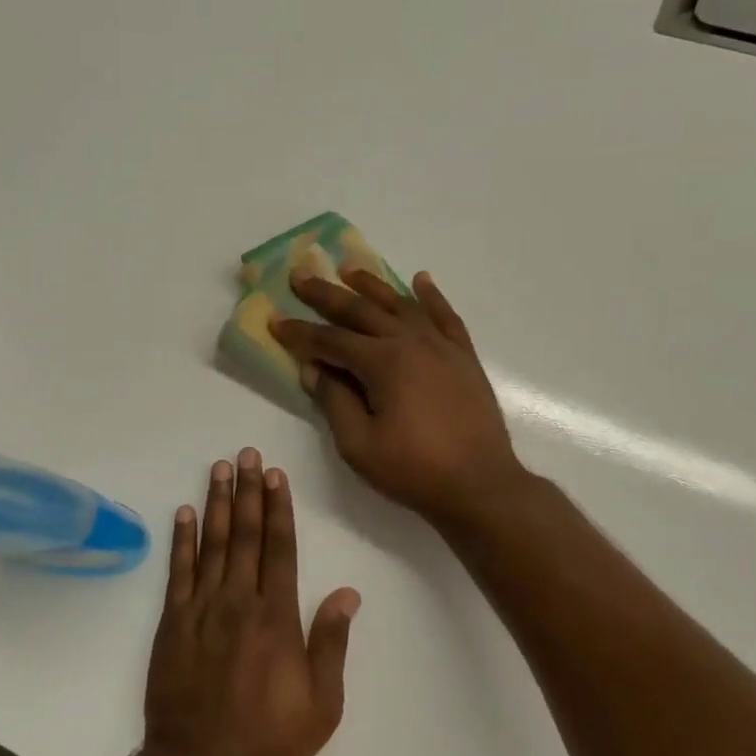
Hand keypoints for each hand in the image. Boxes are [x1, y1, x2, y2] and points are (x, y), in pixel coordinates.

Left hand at [137, 449, 359, 755]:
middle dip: (248, 491)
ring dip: (217, 502)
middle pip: (245, 535)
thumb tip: (347, 592)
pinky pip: (178, 570)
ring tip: (220, 468)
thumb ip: (331, 644)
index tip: (276, 476)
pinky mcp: (172, 621)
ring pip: (212, 543)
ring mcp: (201, 609)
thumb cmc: (267, 740)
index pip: (279, 549)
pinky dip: (182, 539)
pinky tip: (185, 512)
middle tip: (247, 454)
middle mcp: (238, 602)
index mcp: (276, 618)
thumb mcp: (320, 705)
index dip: (278, 509)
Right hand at [270, 268, 527, 530]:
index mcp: (383, 363)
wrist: (480, 486)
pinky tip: (420, 280)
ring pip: (401, 305)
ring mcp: (442, 347)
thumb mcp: (358, 444)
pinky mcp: (463, 357)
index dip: (299, 332)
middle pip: (362, 311)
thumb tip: (314, 369)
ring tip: (350, 269)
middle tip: (301, 275)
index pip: (330, 341)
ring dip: (373, 286)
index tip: (274, 320)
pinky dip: (431, 297)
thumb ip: (334, 401)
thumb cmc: (413, 470)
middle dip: (326, 294)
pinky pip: (445, 317)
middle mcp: (411, 343)